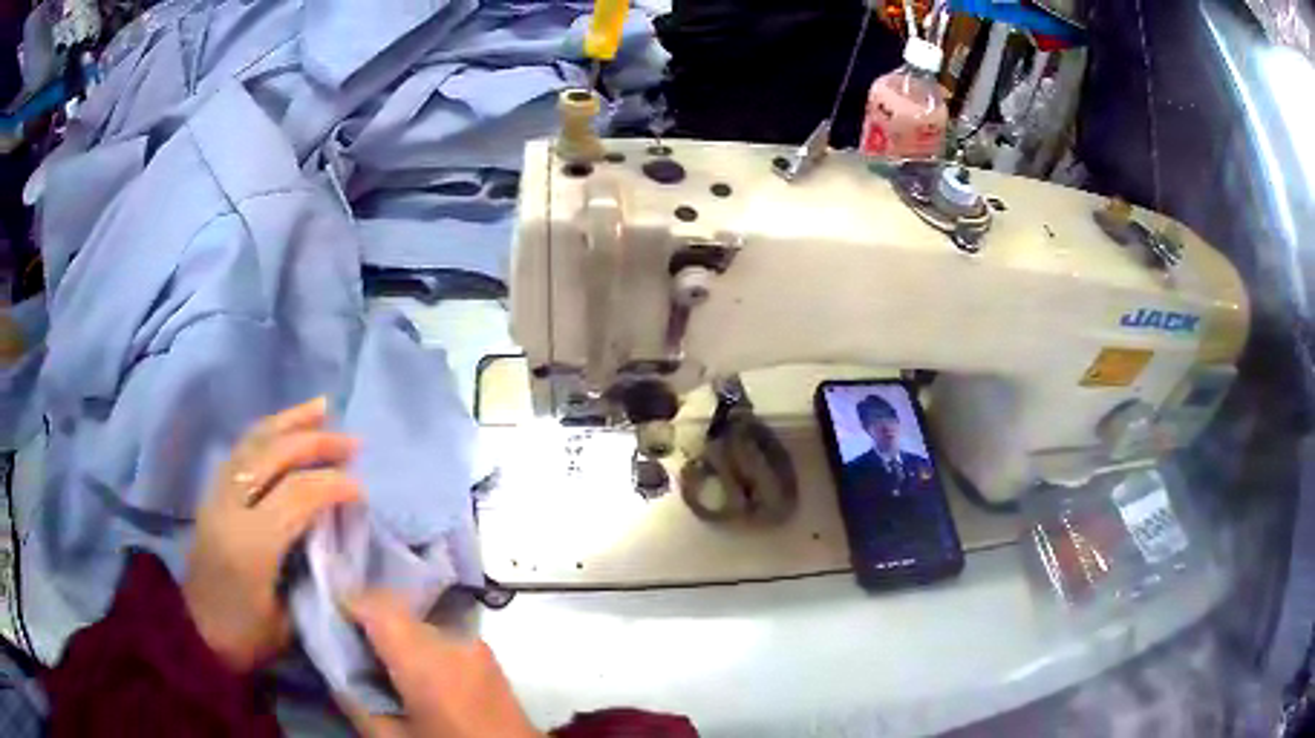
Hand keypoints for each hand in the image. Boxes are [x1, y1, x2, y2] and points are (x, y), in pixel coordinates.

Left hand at [183, 397, 361, 672]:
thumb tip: (330, 534)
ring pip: (252, 442)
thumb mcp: (287, 619)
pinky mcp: (212, 494)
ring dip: (289, 423)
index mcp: (251, 544)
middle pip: (273, 456)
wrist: (195, 634)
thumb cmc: (245, 636)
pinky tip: (285, 428)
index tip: (361, 489)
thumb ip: (307, 570)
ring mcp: (217, 495)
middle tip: (353, 443)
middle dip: (316, 443)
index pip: (296, 495)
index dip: (333, 485)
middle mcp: (229, 507)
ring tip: (321, 408)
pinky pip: (241, 450)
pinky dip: (267, 432)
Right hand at [342, 591, 542, 737]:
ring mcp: (476, 646)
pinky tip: (409, 669)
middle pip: (399, 610)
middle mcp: (454, 642)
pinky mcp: (488, 657)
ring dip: (395, 630)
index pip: (379, 606)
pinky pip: (441, 634)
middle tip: (346, 639)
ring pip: (420, 620)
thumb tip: (335, 669)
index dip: (348, 602)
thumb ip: (358, 704)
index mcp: (427, 662)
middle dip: (369, 618)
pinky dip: (418, 642)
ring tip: (377, 657)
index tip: (327, 613)